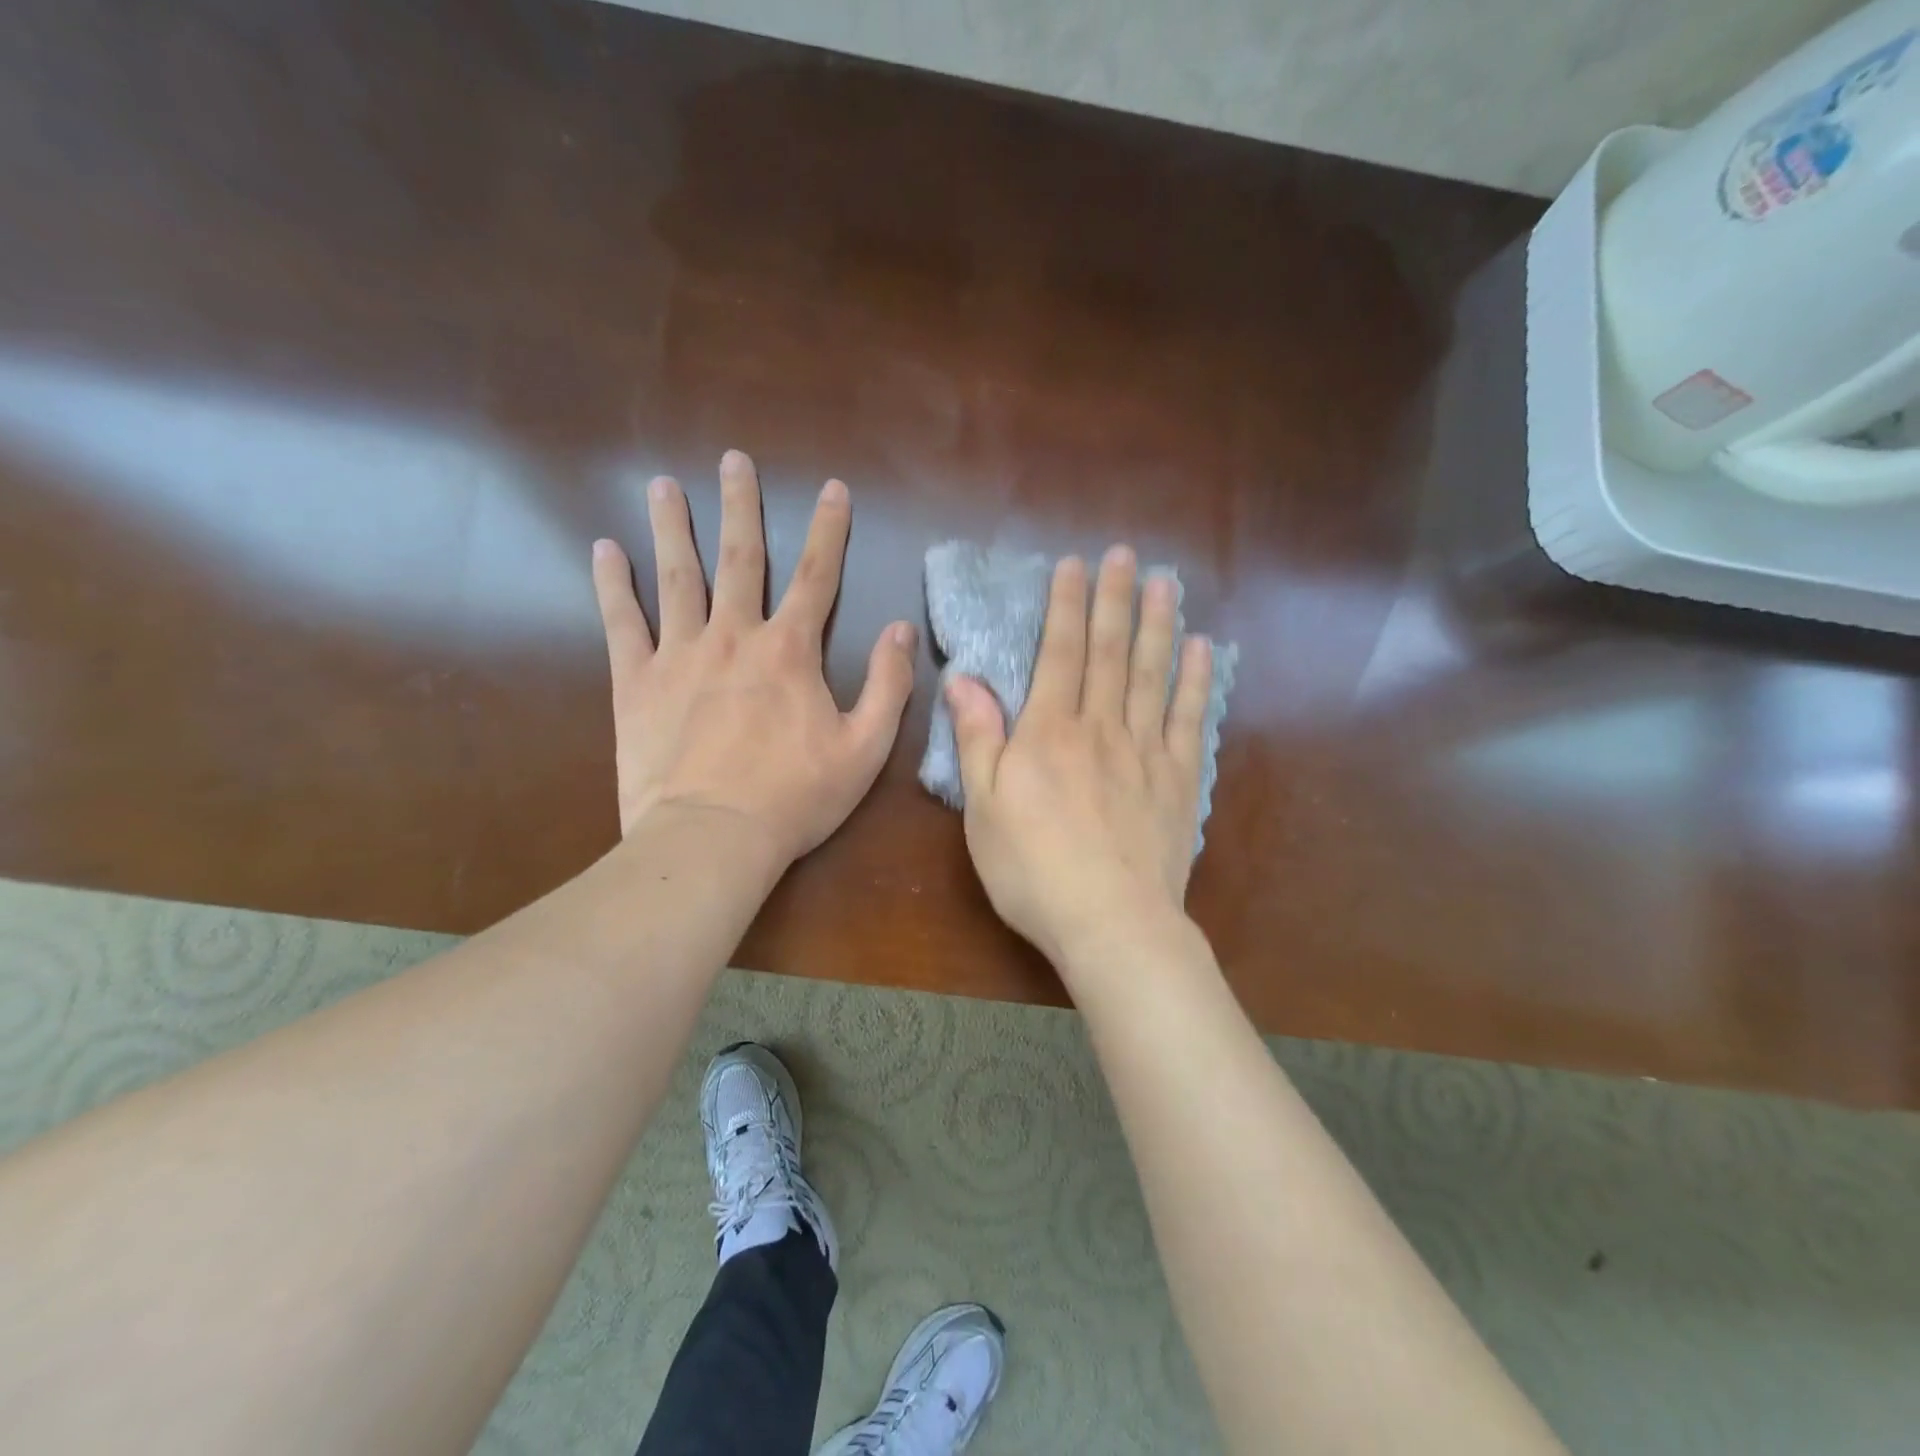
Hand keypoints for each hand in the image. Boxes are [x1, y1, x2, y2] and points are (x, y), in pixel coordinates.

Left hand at [591, 450, 916, 867]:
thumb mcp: (865, 748)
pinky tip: (606, 550)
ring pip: (676, 576)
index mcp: (790, 652)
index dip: (828, 530)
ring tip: (665, 484)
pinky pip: (622, 623)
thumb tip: (900, 629)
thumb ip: (888, 685)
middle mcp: (734, 636)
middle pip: (740, 559)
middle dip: (741, 506)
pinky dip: (613, 584)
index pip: (817, 576)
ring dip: (673, 527)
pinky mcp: (636, 682)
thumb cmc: (795, 797)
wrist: (712, 837)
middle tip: (733, 460)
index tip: (833, 488)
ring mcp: (679, 655)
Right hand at [946, 546, 1214, 972]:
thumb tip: (964, 679)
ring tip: (1166, 583)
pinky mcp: (1178, 780)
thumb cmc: (1032, 869)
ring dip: (1158, 625)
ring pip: (1152, 675)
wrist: (1110, 922)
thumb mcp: (983, 807)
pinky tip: (1201, 650)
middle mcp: (1101, 728)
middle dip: (1115, 600)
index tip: (1075, 565)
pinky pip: (1188, 719)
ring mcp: (1146, 752)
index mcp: (1049, 733)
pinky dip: (1195, 681)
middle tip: (1126, 555)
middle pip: (1109, 653)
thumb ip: (977, 738)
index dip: (1066, 606)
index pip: (1059, 654)